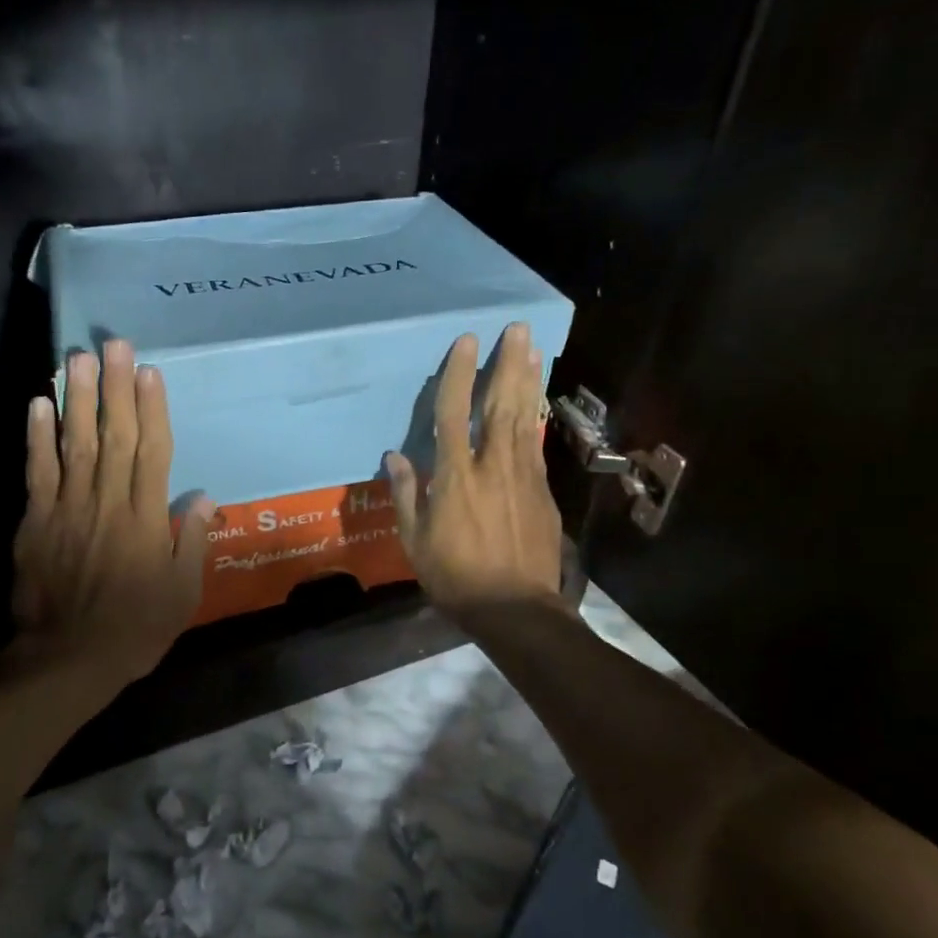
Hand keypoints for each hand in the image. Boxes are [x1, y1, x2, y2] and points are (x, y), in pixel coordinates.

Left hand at [12, 340, 216, 688]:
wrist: (67, 659)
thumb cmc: (135, 628)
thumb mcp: (182, 593)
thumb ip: (190, 541)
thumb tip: (201, 496)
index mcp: (146, 519)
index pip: (152, 452)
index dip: (152, 409)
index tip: (149, 371)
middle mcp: (108, 502)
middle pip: (115, 436)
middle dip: (115, 387)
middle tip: (114, 344)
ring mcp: (68, 509)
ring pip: (75, 444)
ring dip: (77, 399)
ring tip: (77, 357)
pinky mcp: (36, 522)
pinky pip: (37, 472)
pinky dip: (37, 437)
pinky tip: (38, 403)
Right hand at [385, 322, 569, 622]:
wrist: (516, 608)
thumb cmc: (456, 577)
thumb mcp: (415, 541)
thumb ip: (406, 494)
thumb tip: (395, 456)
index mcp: (455, 477)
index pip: (455, 413)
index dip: (459, 374)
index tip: (466, 341)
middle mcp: (492, 466)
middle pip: (501, 404)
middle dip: (508, 364)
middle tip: (518, 328)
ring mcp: (523, 476)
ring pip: (525, 418)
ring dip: (528, 380)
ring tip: (533, 349)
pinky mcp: (542, 491)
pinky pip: (535, 443)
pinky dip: (535, 416)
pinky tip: (536, 400)